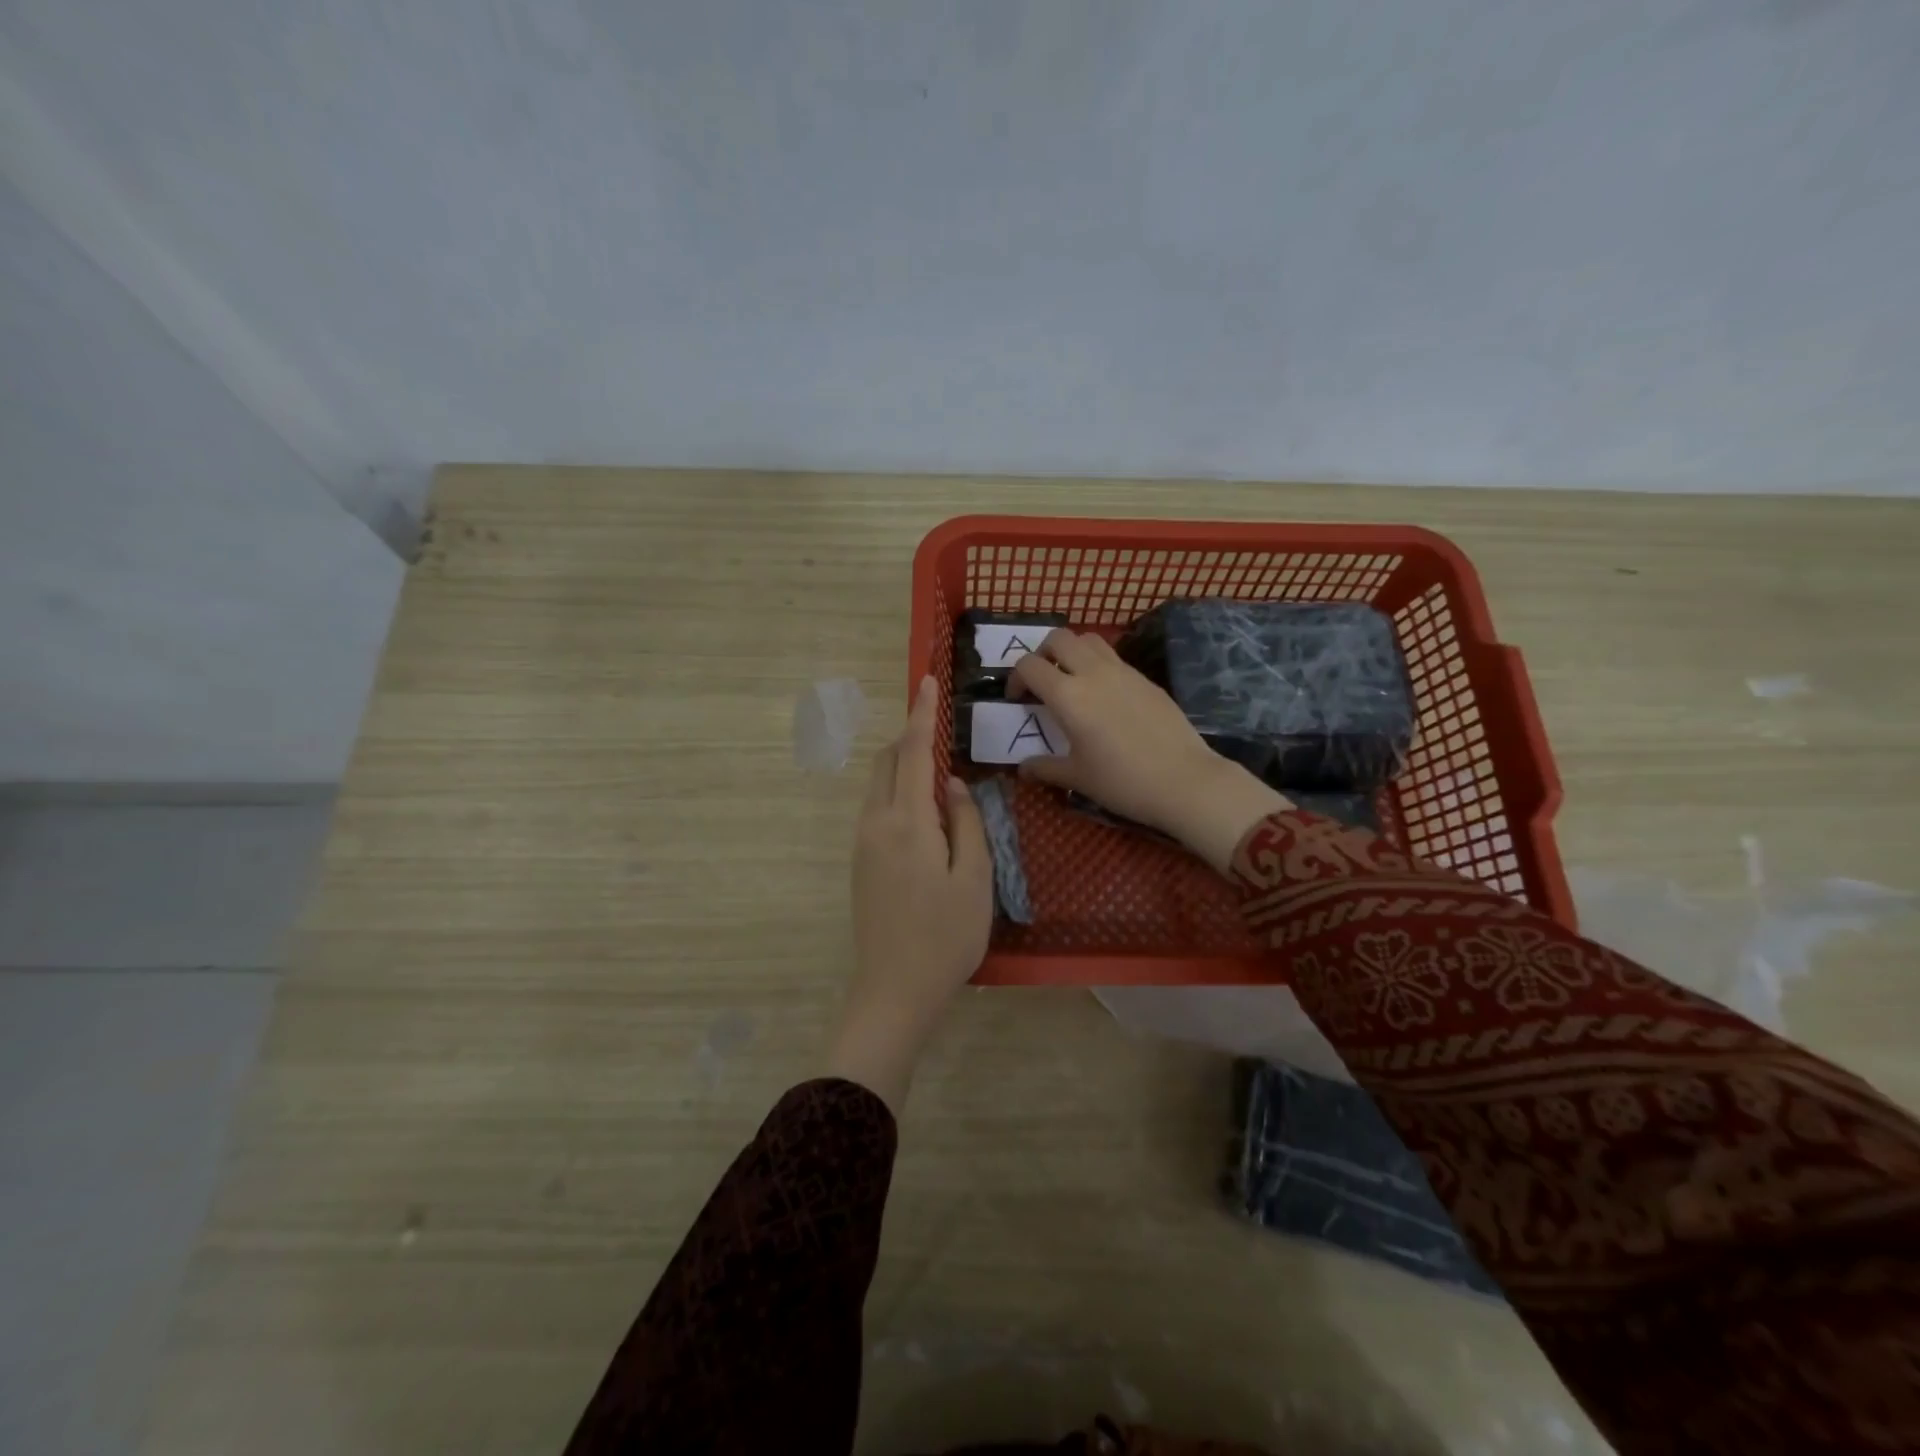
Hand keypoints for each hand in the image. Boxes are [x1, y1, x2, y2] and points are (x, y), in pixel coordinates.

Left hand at [830, 675, 992, 1112]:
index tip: (925, 680)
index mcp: (907, 822)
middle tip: (943, 733)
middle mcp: (875, 823)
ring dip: (903, 767)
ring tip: (941, 775)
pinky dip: (898, 793)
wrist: (893, 992)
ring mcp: (862, 844)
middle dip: (909, 738)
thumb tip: (954, 785)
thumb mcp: (974, 879)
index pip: (911, 752)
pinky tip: (926, 815)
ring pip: (879, 786)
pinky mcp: (860, 863)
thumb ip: (967, 823)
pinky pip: (878, 809)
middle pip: (886, 762)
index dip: (920, 714)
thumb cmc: (945, 937)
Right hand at [1008, 630, 1291, 872]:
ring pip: (1088, 639)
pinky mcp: (1145, 678)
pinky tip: (1104, 696)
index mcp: (1068, 695)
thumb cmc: (1122, 782)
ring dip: (1072, 651)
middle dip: (1042, 653)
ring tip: (1072, 680)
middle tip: (1042, 681)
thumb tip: (1024, 768)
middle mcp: (1093, 672)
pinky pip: (1113, 657)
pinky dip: (1098, 663)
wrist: (1184, 781)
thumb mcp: (1077, 777)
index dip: (1016, 678)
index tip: (1019, 700)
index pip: (1029, 665)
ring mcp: (1123, 671)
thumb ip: (1045, 767)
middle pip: (1058, 638)